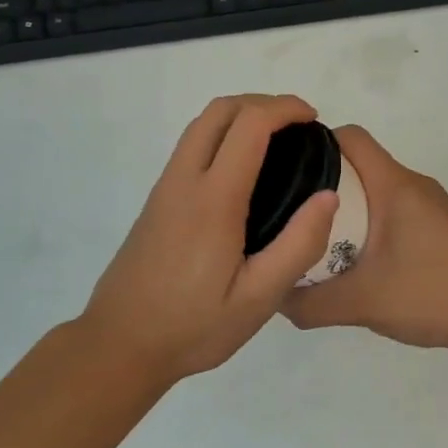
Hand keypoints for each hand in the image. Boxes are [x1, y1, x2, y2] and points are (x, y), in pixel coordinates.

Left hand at [80, 94, 339, 382]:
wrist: (119, 345)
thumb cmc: (193, 326)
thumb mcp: (259, 299)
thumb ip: (298, 245)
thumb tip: (328, 196)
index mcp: (214, 199)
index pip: (249, 125)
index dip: (284, 108)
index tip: (313, 119)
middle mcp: (184, 180)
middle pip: (220, 110)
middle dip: (262, 103)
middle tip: (297, 126)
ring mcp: (165, 188)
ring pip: (201, 125)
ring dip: (240, 116)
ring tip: (277, 142)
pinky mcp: (157, 200)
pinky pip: (192, 146)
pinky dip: (223, 134)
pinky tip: (244, 171)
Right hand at [281, 125, 447, 355]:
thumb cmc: (431, 294)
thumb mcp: (361, 303)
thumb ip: (310, 302)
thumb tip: (273, 296)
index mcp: (394, 185)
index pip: (351, 137)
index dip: (315, 143)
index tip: (284, 168)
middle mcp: (413, 184)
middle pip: (360, 162)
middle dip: (322, 180)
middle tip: (290, 210)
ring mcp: (429, 204)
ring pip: (376, 187)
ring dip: (346, 204)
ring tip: (315, 234)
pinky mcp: (439, 225)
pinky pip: (393, 207)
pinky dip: (369, 219)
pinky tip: (356, 256)